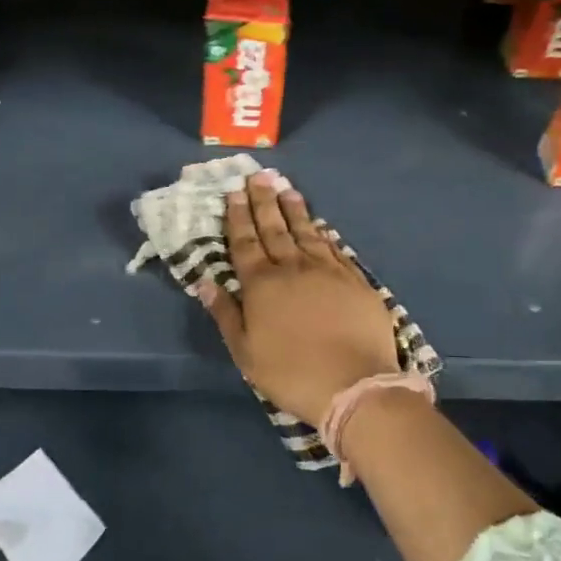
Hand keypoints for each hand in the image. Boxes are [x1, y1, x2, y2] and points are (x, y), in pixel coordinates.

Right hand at [197, 170, 397, 424]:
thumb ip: (226, 314)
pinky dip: (324, 233)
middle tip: (258, 176)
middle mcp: (293, 268)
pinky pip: (334, 247)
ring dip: (294, 209)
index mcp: (262, 285)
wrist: (356, 384)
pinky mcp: (355, 279)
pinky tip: (320, 224)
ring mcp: (327, 270)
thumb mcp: (246, 352)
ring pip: (306, 232)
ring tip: (286, 188)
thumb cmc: (292, 373)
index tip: (233, 192)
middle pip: (274, 228)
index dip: (238, 217)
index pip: (245, 242)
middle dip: (263, 201)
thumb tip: (205, 281)